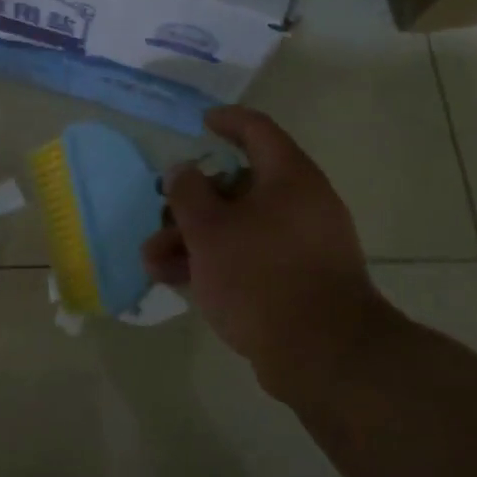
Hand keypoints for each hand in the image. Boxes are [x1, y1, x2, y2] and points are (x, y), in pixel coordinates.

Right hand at [144, 107, 387, 393]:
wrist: (323, 356)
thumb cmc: (261, 276)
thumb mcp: (209, 229)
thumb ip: (188, 193)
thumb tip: (183, 170)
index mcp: (289, 178)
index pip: (257, 131)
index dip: (226, 121)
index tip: (200, 123)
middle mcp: (301, 205)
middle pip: (238, 186)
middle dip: (191, 202)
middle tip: (160, 214)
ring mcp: (302, 246)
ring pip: (238, 227)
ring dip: (193, 238)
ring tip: (152, 261)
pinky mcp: (298, 282)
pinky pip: (250, 257)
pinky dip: (215, 261)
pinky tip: (177, 279)